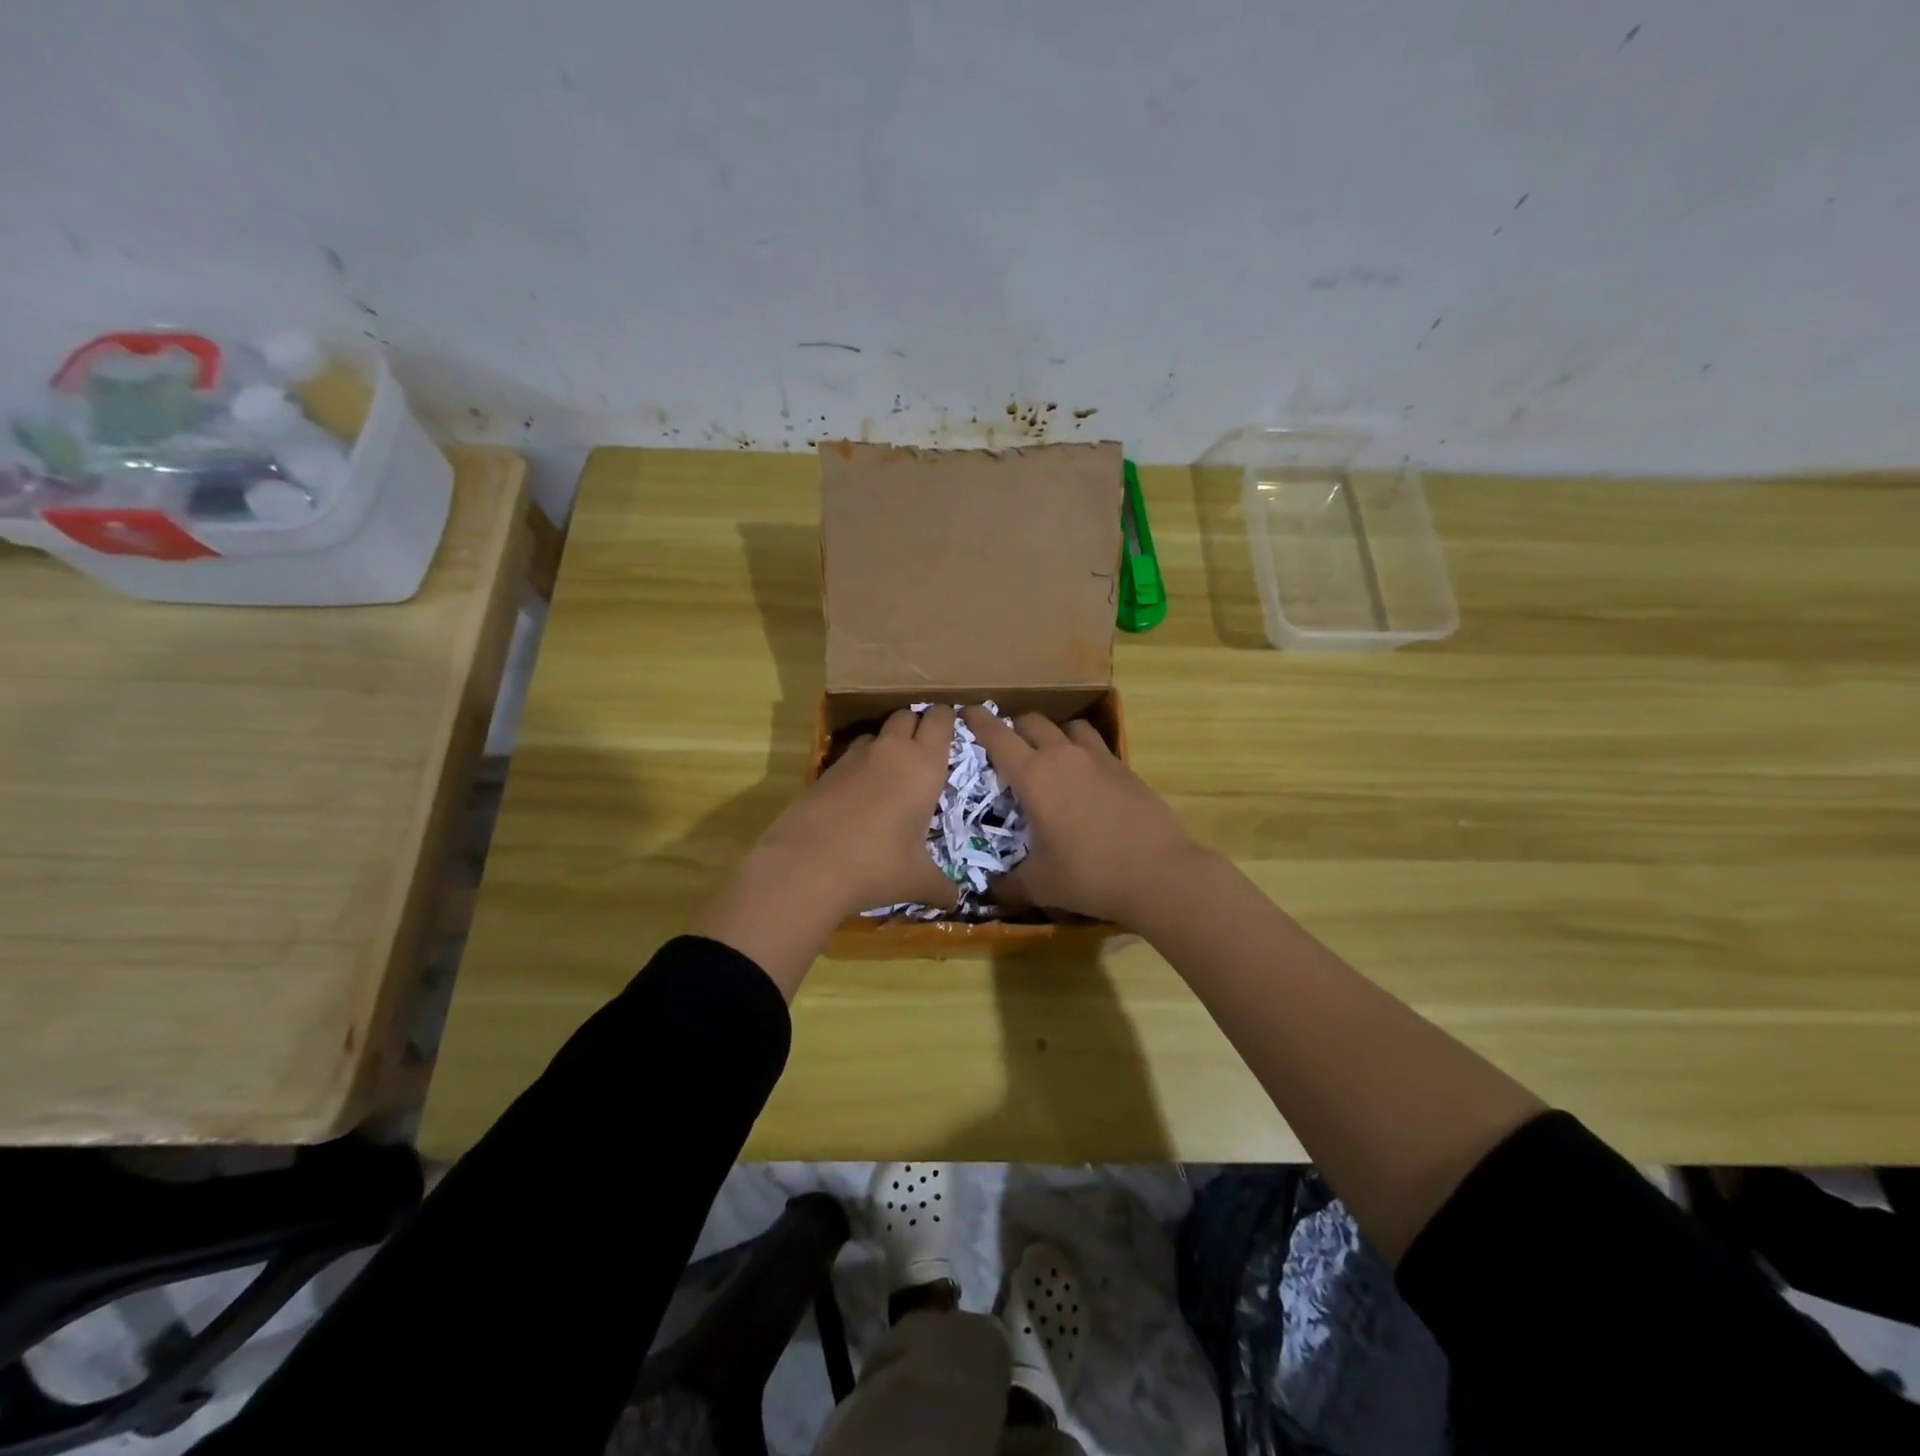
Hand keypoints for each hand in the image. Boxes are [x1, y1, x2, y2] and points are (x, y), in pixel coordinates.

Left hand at [759, 705, 960, 916]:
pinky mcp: (824, 771)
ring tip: (891, 773)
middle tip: (925, 750)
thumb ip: (941, 886)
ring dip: (886, 743)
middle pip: (906, 715)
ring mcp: (854, 758)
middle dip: (917, 724)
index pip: (940, 719)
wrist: (807, 866)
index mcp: (924, 766)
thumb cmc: (878, 866)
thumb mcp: (917, 880)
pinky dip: (859, 766)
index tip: (953, 729)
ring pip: (876, 733)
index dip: (947, 718)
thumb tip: (955, 902)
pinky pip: (850, 757)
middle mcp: (891, 751)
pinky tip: (859, 796)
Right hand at [962, 708, 1201, 923]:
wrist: (1158, 873)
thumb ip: (1008, 885)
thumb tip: (987, 892)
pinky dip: (1082, 749)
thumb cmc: (1089, 875)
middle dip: (1013, 727)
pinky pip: (1095, 745)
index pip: (997, 736)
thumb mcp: (1040, 885)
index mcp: (1034, 776)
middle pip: (1032, 722)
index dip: (978, 721)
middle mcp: (1063, 757)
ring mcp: (1098, 758)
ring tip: (1049, 755)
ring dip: (1052, 734)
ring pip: (1068, 726)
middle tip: (1006, 747)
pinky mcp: (1124, 768)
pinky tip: (1085, 776)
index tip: (966, 713)